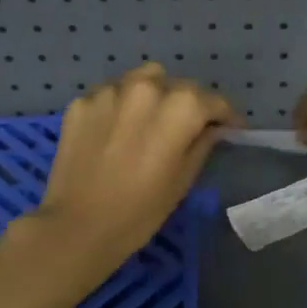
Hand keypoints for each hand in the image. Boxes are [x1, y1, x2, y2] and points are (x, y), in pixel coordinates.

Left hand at [32, 63, 237, 273]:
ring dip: (153, 95)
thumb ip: (202, 143)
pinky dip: (120, 106)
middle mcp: (146, 87)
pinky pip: (111, 94)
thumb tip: (212, 128)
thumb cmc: (140, 211)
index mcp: (180, 107)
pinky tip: (115, 132)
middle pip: (178, 86)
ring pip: (143, 79)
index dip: (225, 115)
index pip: (213, 100)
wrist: (77, 228)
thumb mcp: (183, 180)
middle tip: (186, 128)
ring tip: (148, 121)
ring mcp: (110, 91)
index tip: (229, 128)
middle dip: (188, 104)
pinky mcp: (81, 101)